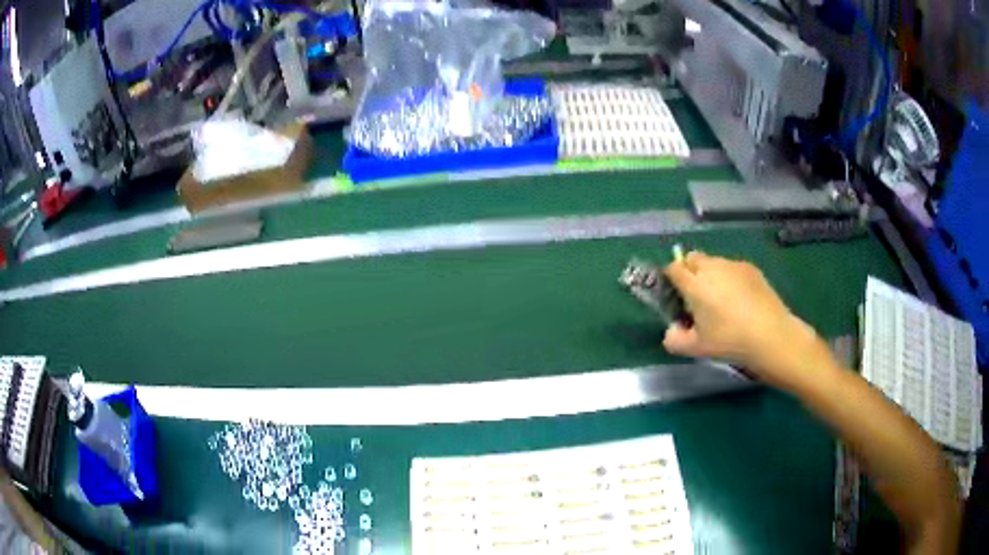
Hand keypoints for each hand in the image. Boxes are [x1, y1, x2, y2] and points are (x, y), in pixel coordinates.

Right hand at [662, 252, 834, 391]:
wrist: (771, 336)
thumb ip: (675, 339)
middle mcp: (712, 267)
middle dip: (689, 272)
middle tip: (696, 297)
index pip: (673, 268)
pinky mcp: (752, 268)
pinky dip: (730, 278)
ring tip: (721, 300)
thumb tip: (672, 330)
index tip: (675, 294)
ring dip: (710, 274)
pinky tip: (741, 301)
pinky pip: (733, 268)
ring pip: (714, 262)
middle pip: (692, 258)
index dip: (670, 278)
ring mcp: (734, 265)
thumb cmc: (730, 341)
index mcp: (694, 284)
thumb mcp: (696, 349)